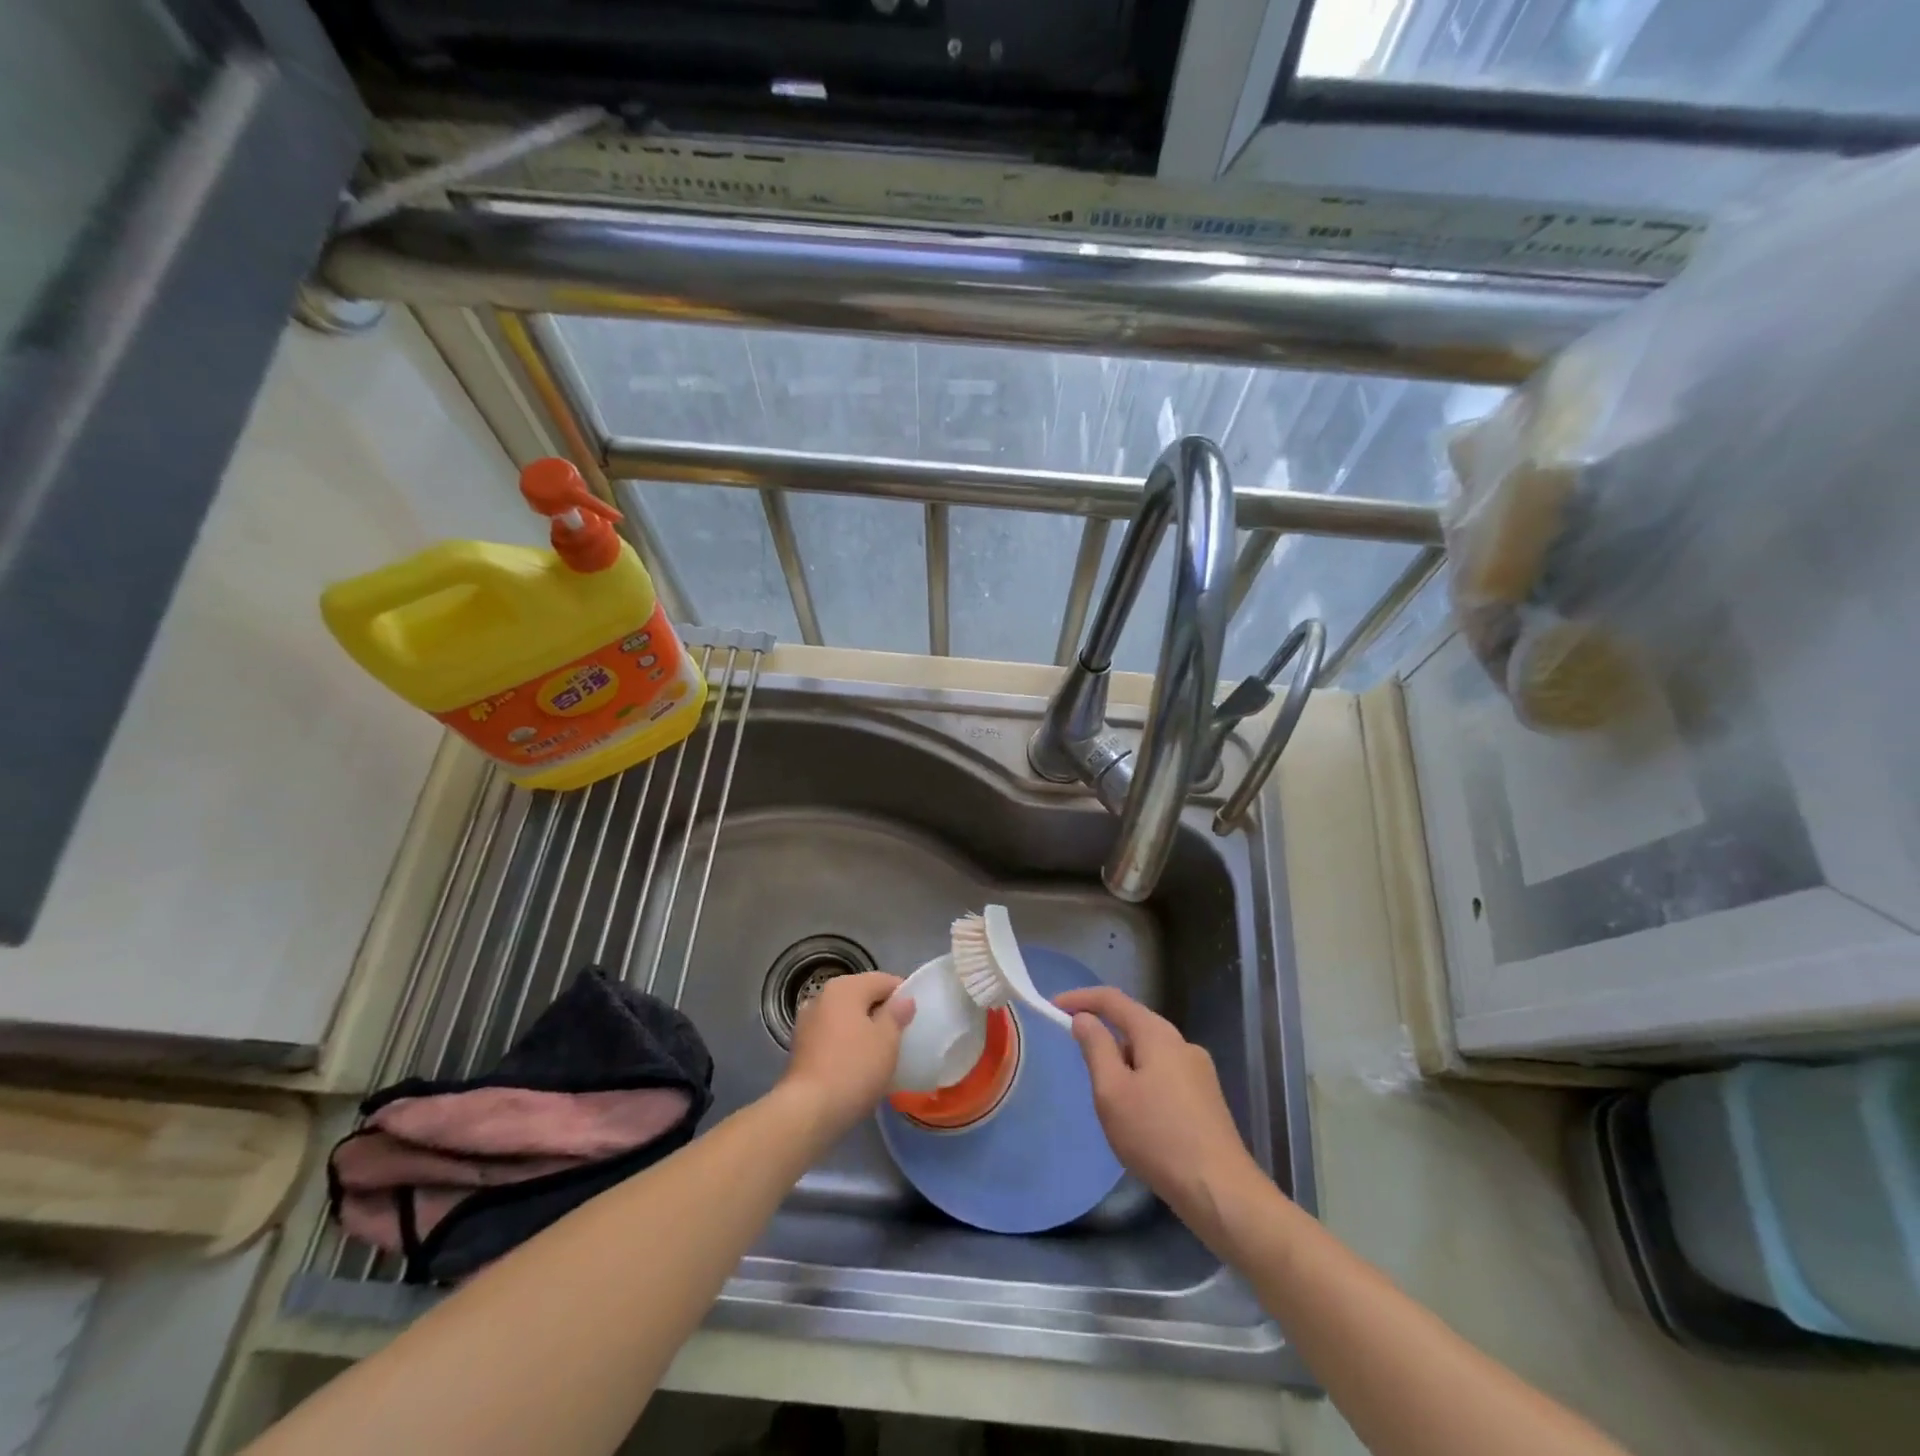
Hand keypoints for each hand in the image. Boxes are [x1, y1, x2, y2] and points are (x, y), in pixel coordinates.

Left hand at [780, 971, 913, 1136]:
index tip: (916, 1016)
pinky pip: (833, 1035)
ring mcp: (807, 1022)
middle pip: (861, 996)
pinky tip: (858, 1063)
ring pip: (846, 1017)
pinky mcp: (800, 1047)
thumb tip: (903, 1000)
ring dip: (863, 1028)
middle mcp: (822, 997)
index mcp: (845, 988)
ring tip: (882, 1051)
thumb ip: (897, 1014)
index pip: (882, 980)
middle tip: (902, 1035)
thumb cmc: (854, 1068)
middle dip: (882, 1011)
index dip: (903, 995)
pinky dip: (847, 1042)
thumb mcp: (887, 1040)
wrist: (808, 1111)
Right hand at [1055, 986, 1265, 1238]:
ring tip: (1106, 1098)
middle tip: (1076, 1057)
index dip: (1080, 998)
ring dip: (1123, 1062)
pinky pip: (1164, 1075)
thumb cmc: (1157, 1137)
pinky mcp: (1207, 1099)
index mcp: (1158, 1034)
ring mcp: (1199, 1072)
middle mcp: (1182, 1044)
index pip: (1112, 1000)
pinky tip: (1138, 1116)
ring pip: (1149, 1052)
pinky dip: (1142, 1081)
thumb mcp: (1112, 1091)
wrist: (1221, 1192)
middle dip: (1103, 1034)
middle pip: (1134, 1024)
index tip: (1052, 1006)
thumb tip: (1084, 1018)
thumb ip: (1095, 1048)